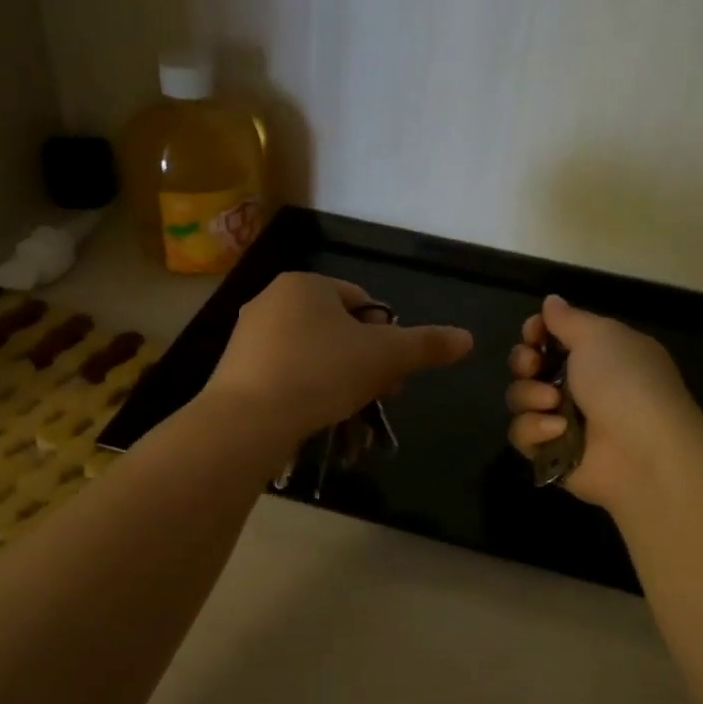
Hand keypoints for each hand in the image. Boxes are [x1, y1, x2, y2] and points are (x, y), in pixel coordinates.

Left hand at [206, 273, 472, 445]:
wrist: (248, 419)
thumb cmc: (322, 372)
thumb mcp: (385, 357)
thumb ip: (426, 346)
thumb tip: (467, 338)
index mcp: (307, 284)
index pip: (363, 302)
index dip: (387, 337)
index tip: (394, 373)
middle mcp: (272, 300)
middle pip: (337, 330)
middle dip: (364, 363)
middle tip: (378, 396)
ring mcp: (248, 335)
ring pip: (312, 354)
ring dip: (338, 380)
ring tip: (350, 412)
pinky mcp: (235, 369)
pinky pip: (284, 374)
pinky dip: (305, 391)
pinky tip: (315, 417)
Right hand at [506, 295, 702, 511]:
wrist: (643, 451)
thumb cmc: (625, 382)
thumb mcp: (600, 336)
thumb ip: (568, 319)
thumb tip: (551, 300)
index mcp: (597, 355)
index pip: (551, 338)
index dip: (536, 333)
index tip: (533, 333)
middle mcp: (578, 386)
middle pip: (528, 366)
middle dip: (523, 362)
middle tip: (533, 365)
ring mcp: (563, 421)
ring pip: (520, 399)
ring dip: (530, 396)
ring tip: (553, 402)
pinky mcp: (551, 454)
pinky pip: (522, 435)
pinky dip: (535, 430)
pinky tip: (557, 431)